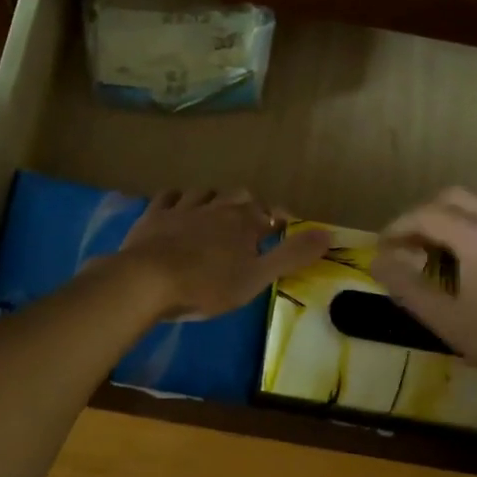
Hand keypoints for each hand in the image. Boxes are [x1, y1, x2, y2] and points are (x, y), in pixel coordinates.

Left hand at [117, 189, 331, 319]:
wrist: (147, 280)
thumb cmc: (207, 284)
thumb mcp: (257, 277)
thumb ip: (292, 255)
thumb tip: (329, 233)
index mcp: (244, 221)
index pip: (270, 214)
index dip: (278, 222)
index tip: (282, 231)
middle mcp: (216, 206)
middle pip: (239, 196)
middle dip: (248, 206)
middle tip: (250, 224)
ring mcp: (183, 208)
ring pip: (204, 192)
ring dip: (214, 198)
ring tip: (217, 211)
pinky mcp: (154, 215)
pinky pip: (168, 196)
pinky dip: (177, 198)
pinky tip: (177, 203)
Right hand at [371, 183, 476, 401]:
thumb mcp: (449, 322)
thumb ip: (408, 287)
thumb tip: (377, 260)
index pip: (426, 214)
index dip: (399, 226)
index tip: (385, 246)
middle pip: (458, 195)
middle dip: (429, 213)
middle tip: (416, 242)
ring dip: (467, 209)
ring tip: (457, 238)